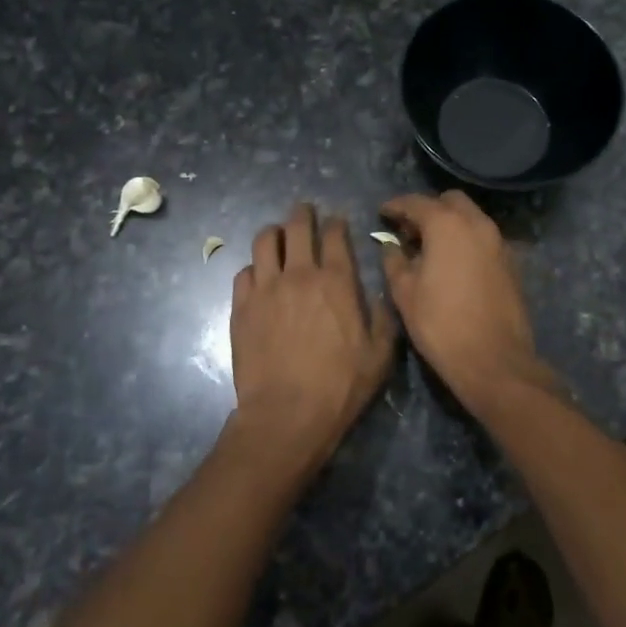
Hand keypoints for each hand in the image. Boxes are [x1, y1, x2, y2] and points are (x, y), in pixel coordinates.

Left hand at [228, 203, 397, 477]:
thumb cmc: (339, 387)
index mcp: (337, 282)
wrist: (286, 415)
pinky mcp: (241, 307)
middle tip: (304, 211)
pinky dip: (254, 268)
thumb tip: (382, 294)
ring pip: (265, 241)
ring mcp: (266, 288)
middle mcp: (300, 274)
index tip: (337, 221)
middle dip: (303, 213)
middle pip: (297, 226)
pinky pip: (244, 272)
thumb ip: (384, 318)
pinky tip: (259, 276)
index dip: (336, 223)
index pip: (335, 235)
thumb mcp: (379, 356)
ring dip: (274, 232)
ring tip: (278, 235)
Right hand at [378, 191, 551, 407]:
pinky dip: (466, 240)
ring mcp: (499, 242)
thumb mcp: (404, 293)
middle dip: (428, 209)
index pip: (417, 202)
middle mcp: (477, 224)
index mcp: (447, 225)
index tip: (383, 212)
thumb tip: (392, 246)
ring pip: (471, 217)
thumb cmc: (440, 324)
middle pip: (450, 201)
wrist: (493, 360)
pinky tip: (452, 264)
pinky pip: (484, 238)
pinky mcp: (511, 263)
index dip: (396, 205)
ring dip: (449, 224)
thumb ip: (394, 261)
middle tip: (408, 231)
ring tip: (428, 248)